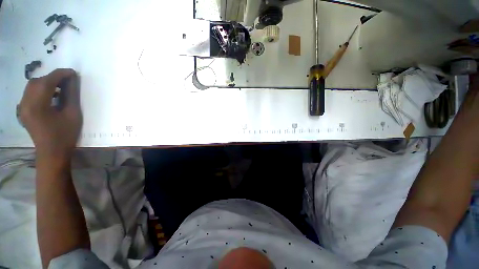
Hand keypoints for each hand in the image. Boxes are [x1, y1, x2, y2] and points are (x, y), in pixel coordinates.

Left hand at [19, 69, 81, 160]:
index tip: (73, 73)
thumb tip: (72, 80)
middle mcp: (25, 103)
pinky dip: (40, 90)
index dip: (60, 74)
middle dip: (52, 78)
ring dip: (46, 83)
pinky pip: (30, 93)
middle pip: (37, 82)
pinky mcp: (23, 110)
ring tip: (59, 87)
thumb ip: (71, 95)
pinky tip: (50, 95)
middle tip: (67, 80)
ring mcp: (22, 107)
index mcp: (37, 105)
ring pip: (32, 86)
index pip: (47, 82)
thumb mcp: (72, 114)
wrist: (51, 152)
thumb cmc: (65, 135)